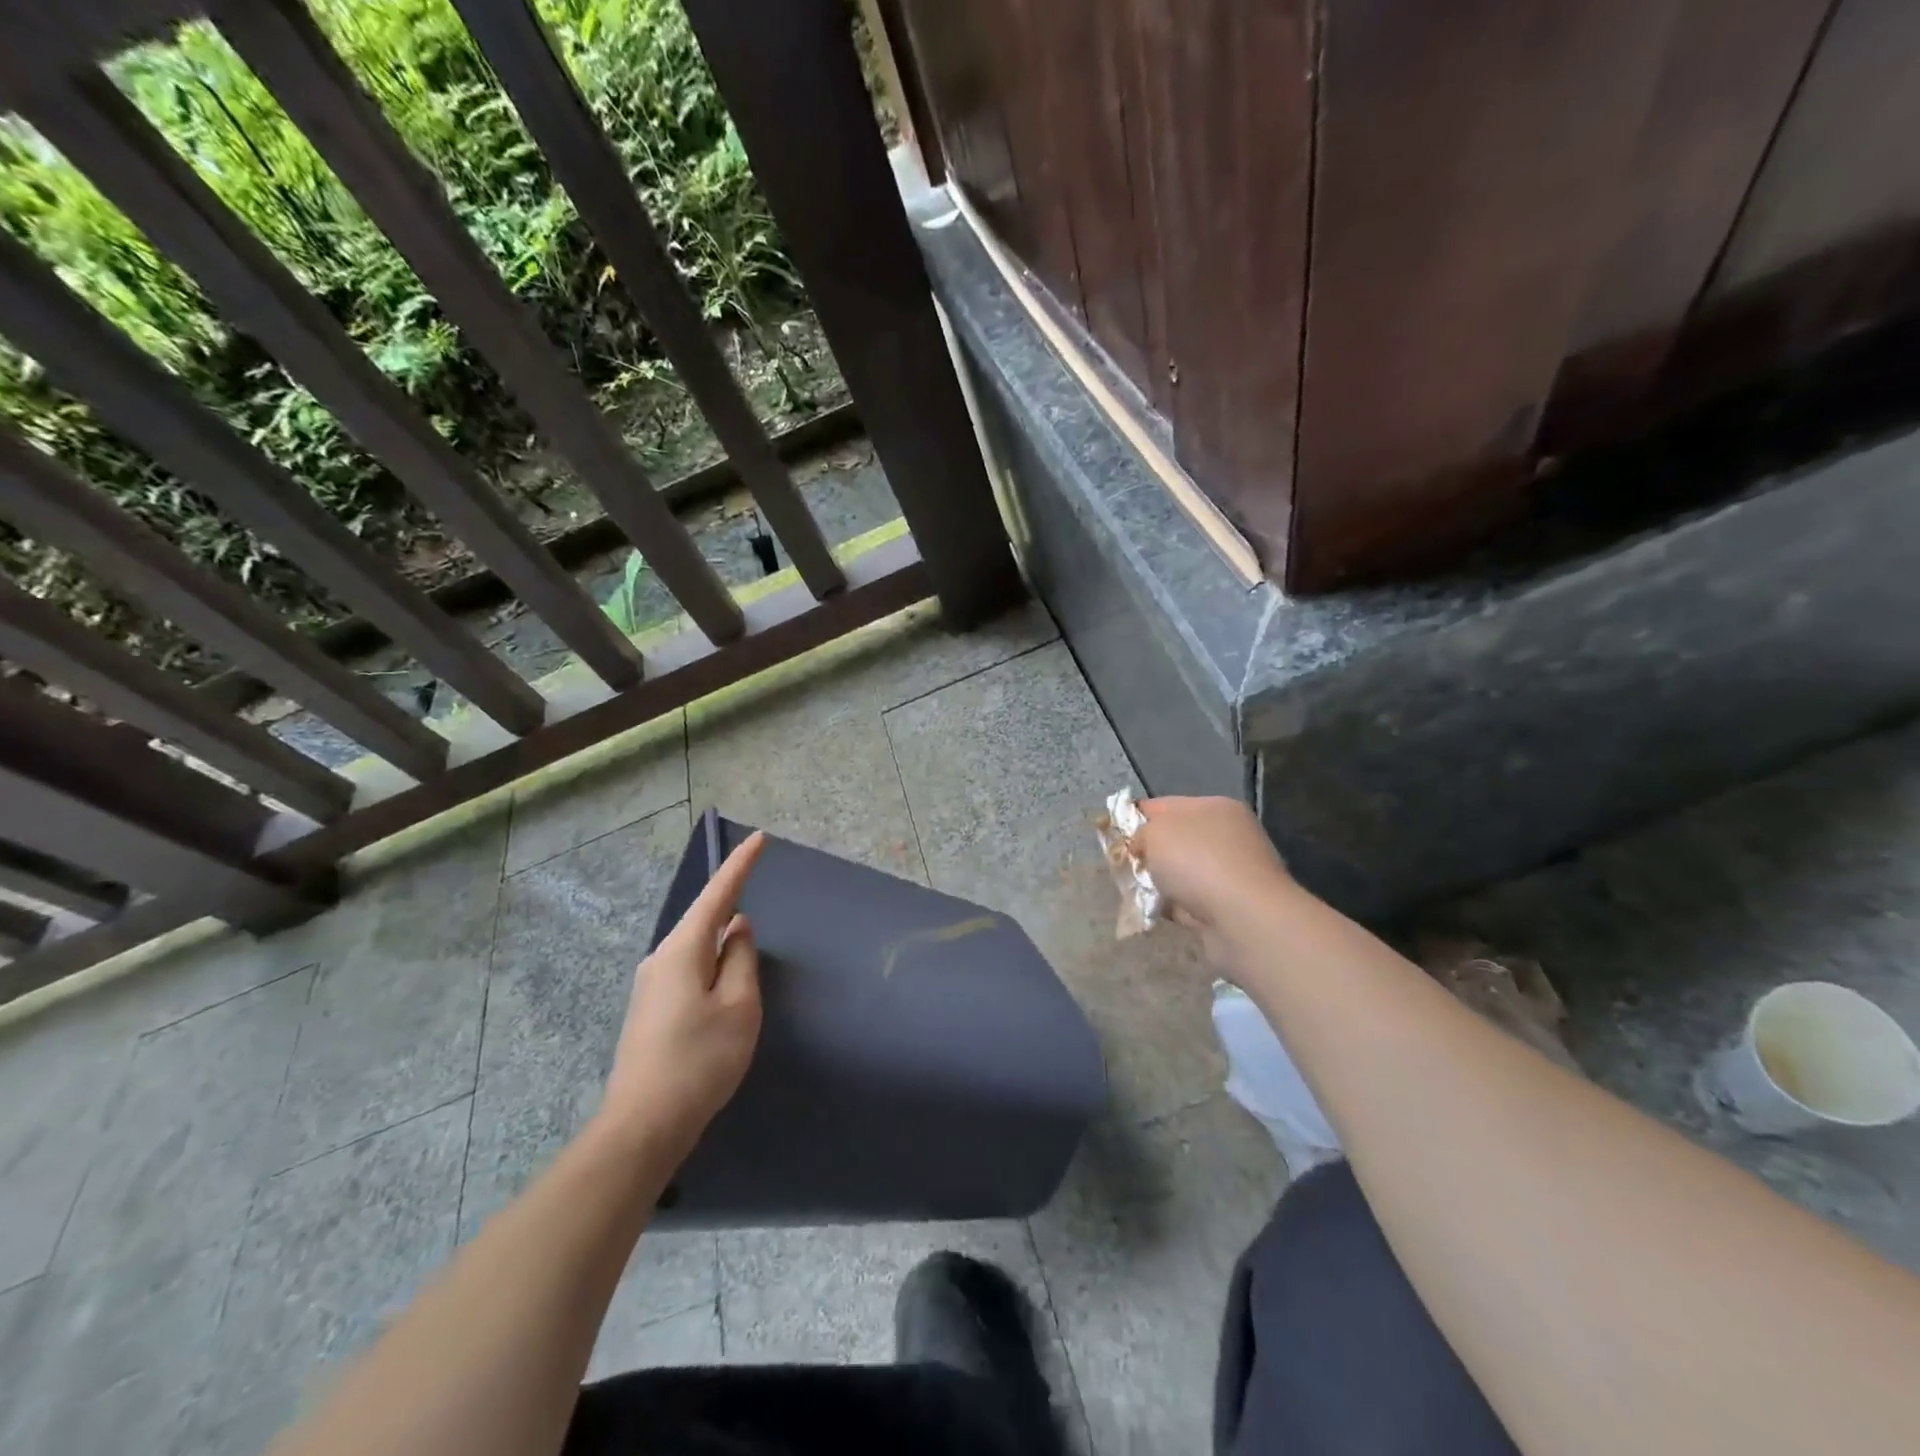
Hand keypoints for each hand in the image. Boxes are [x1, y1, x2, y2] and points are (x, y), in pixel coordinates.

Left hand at [599, 830, 767, 1158]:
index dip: (739, 866)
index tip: (758, 838)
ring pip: (696, 950)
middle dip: (731, 905)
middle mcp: (660, 959)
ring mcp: (651, 986)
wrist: (643, 1126)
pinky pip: (689, 971)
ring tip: (747, 950)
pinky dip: (712, 966)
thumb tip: (737, 929)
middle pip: (703, 921)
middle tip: (757, 891)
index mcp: (682, 950)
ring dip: (722, 944)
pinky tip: (724, 987)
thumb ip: (741, 958)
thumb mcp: (738, 1006)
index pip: (717, 896)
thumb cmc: (700, 1060)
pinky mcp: (651, 1011)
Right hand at [1134, 797, 1291, 962]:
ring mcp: (1232, 872)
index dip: (1133, 817)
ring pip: (1181, 873)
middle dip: (1146, 854)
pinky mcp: (1231, 905)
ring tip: (1135, 893)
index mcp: (1214, 807)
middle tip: (1122, 867)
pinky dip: (1174, 906)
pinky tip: (1157, 912)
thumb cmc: (1198, 863)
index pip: (1164, 805)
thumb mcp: (1155, 833)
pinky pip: (1191, 901)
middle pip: (1174, 840)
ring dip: (1158, 883)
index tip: (1110, 834)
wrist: (1244, 920)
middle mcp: (1228, 835)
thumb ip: (1140, 832)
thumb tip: (1140, 844)